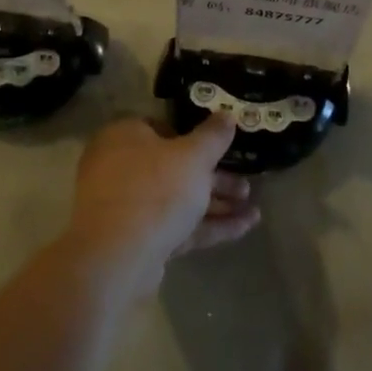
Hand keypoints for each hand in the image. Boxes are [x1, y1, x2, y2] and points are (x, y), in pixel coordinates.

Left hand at [65, 115, 257, 297]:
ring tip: (254, 210)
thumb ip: (213, 136)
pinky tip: (244, 228)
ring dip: (216, 205)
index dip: (193, 138)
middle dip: (215, 179)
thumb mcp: (193, 156)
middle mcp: (121, 168)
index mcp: (124, 137)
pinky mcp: (138, 239)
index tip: (221, 148)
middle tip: (246, 187)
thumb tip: (226, 115)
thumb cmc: (155, 189)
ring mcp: (128, 207)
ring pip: (178, 200)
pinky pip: (177, 226)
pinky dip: (208, 226)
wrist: (117, 256)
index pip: (160, 128)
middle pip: (174, 168)